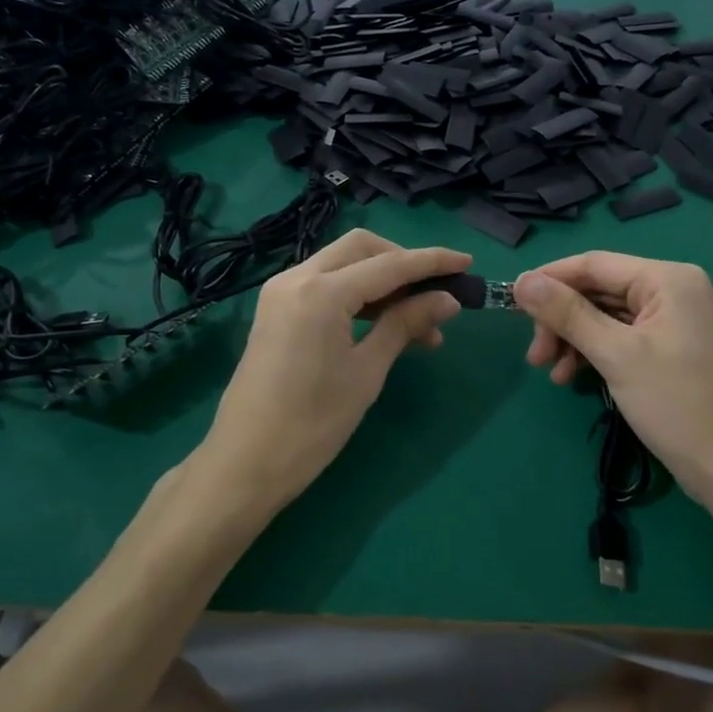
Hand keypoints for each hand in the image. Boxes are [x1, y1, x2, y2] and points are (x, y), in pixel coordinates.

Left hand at [196, 229, 470, 519]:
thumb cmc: (313, 424)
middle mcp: (297, 278)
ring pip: (342, 264)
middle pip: (361, 249)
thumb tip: (447, 300)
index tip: (467, 263)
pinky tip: (384, 323)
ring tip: (420, 322)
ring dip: (382, 281)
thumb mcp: (367, 371)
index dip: (431, 262)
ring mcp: (281, 292)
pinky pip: (325, 285)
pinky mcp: (276, 310)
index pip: (389, 264)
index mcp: (321, 292)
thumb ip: (405, 325)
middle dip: (403, 262)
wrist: (246, 463)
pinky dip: (357, 294)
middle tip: (436, 293)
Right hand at [513, 253, 712, 504]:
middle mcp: (672, 289)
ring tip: (548, 371)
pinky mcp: (667, 346)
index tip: (511, 302)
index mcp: (667, 279)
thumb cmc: (675, 403)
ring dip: (571, 339)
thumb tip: (522, 281)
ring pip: (603, 315)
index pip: (594, 264)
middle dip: (560, 320)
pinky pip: (618, 336)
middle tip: (533, 355)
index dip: (549, 280)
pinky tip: (570, 376)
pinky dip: (592, 352)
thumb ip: (567, 314)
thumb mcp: (615, 354)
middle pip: (597, 290)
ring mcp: (671, 319)